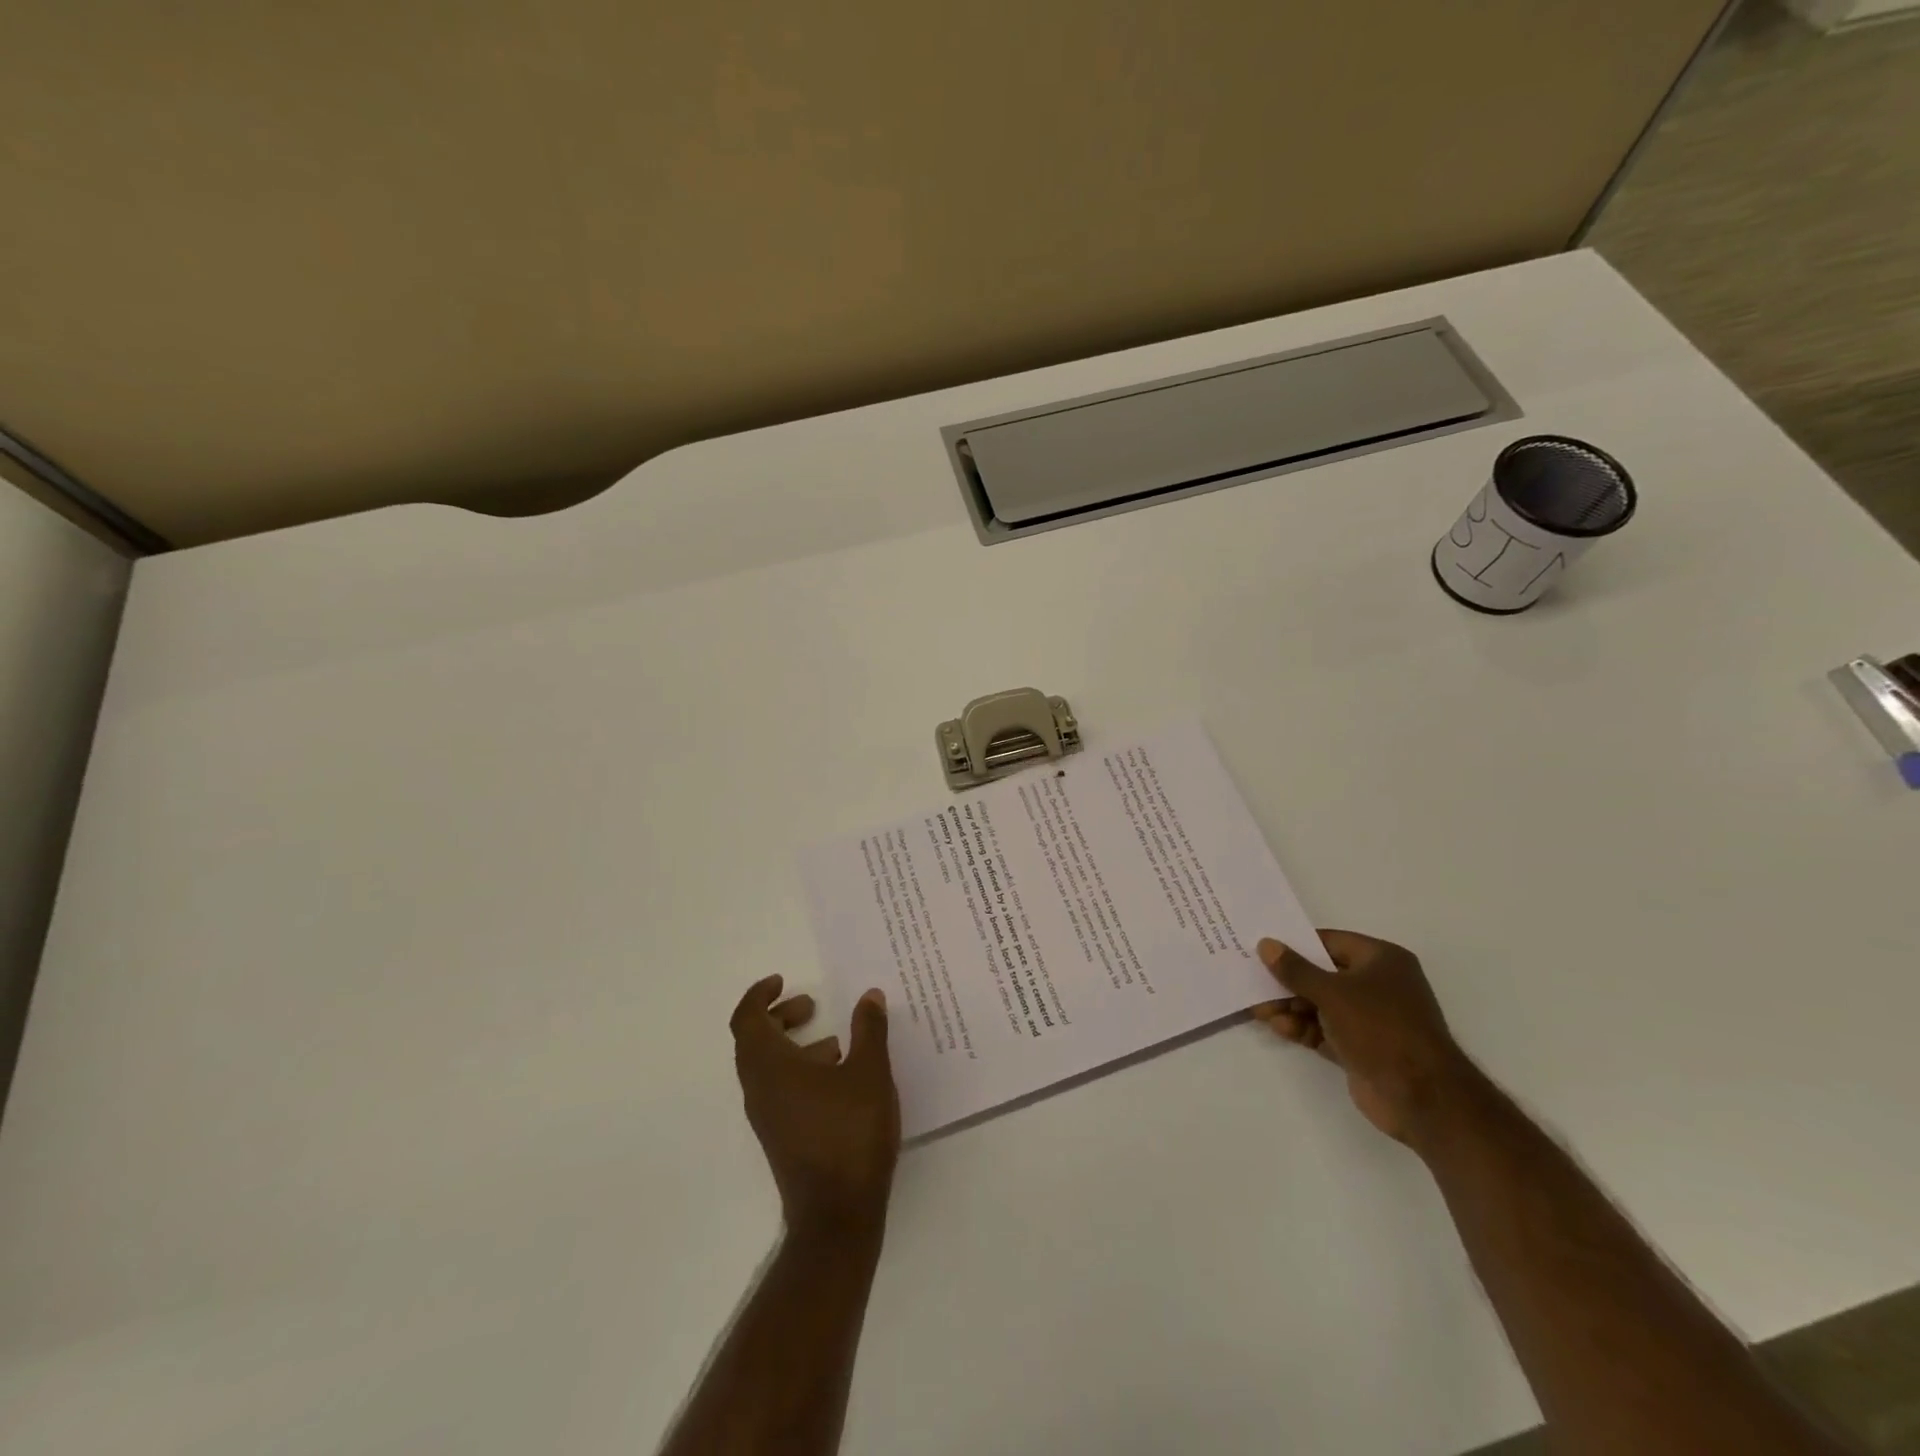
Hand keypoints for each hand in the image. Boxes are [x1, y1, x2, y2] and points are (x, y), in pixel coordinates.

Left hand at [730, 976, 899, 1241]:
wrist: (838, 1215)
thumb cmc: (850, 1133)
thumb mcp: (869, 1072)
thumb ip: (869, 1029)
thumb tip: (870, 996)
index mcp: (770, 1067)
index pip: (747, 1019)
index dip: (759, 995)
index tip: (783, 980)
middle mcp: (760, 1090)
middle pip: (754, 1041)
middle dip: (779, 1016)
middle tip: (811, 1005)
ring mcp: (768, 1117)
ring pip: (768, 1068)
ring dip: (794, 1045)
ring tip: (836, 1042)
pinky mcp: (782, 1137)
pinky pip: (781, 1090)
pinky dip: (801, 1071)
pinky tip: (841, 1079)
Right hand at [1253, 931, 1476, 1143]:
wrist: (1422, 1097)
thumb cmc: (1380, 1028)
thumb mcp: (1332, 992)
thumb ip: (1295, 969)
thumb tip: (1266, 944)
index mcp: (1382, 960)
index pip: (1330, 942)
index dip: (1296, 944)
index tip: (1263, 947)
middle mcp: (1378, 985)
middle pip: (1322, 974)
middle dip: (1288, 981)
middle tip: (1253, 980)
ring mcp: (1371, 1019)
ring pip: (1320, 1004)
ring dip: (1290, 1006)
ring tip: (1258, 1008)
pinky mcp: (1361, 1048)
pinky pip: (1324, 1030)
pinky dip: (1302, 1028)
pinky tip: (1277, 1026)